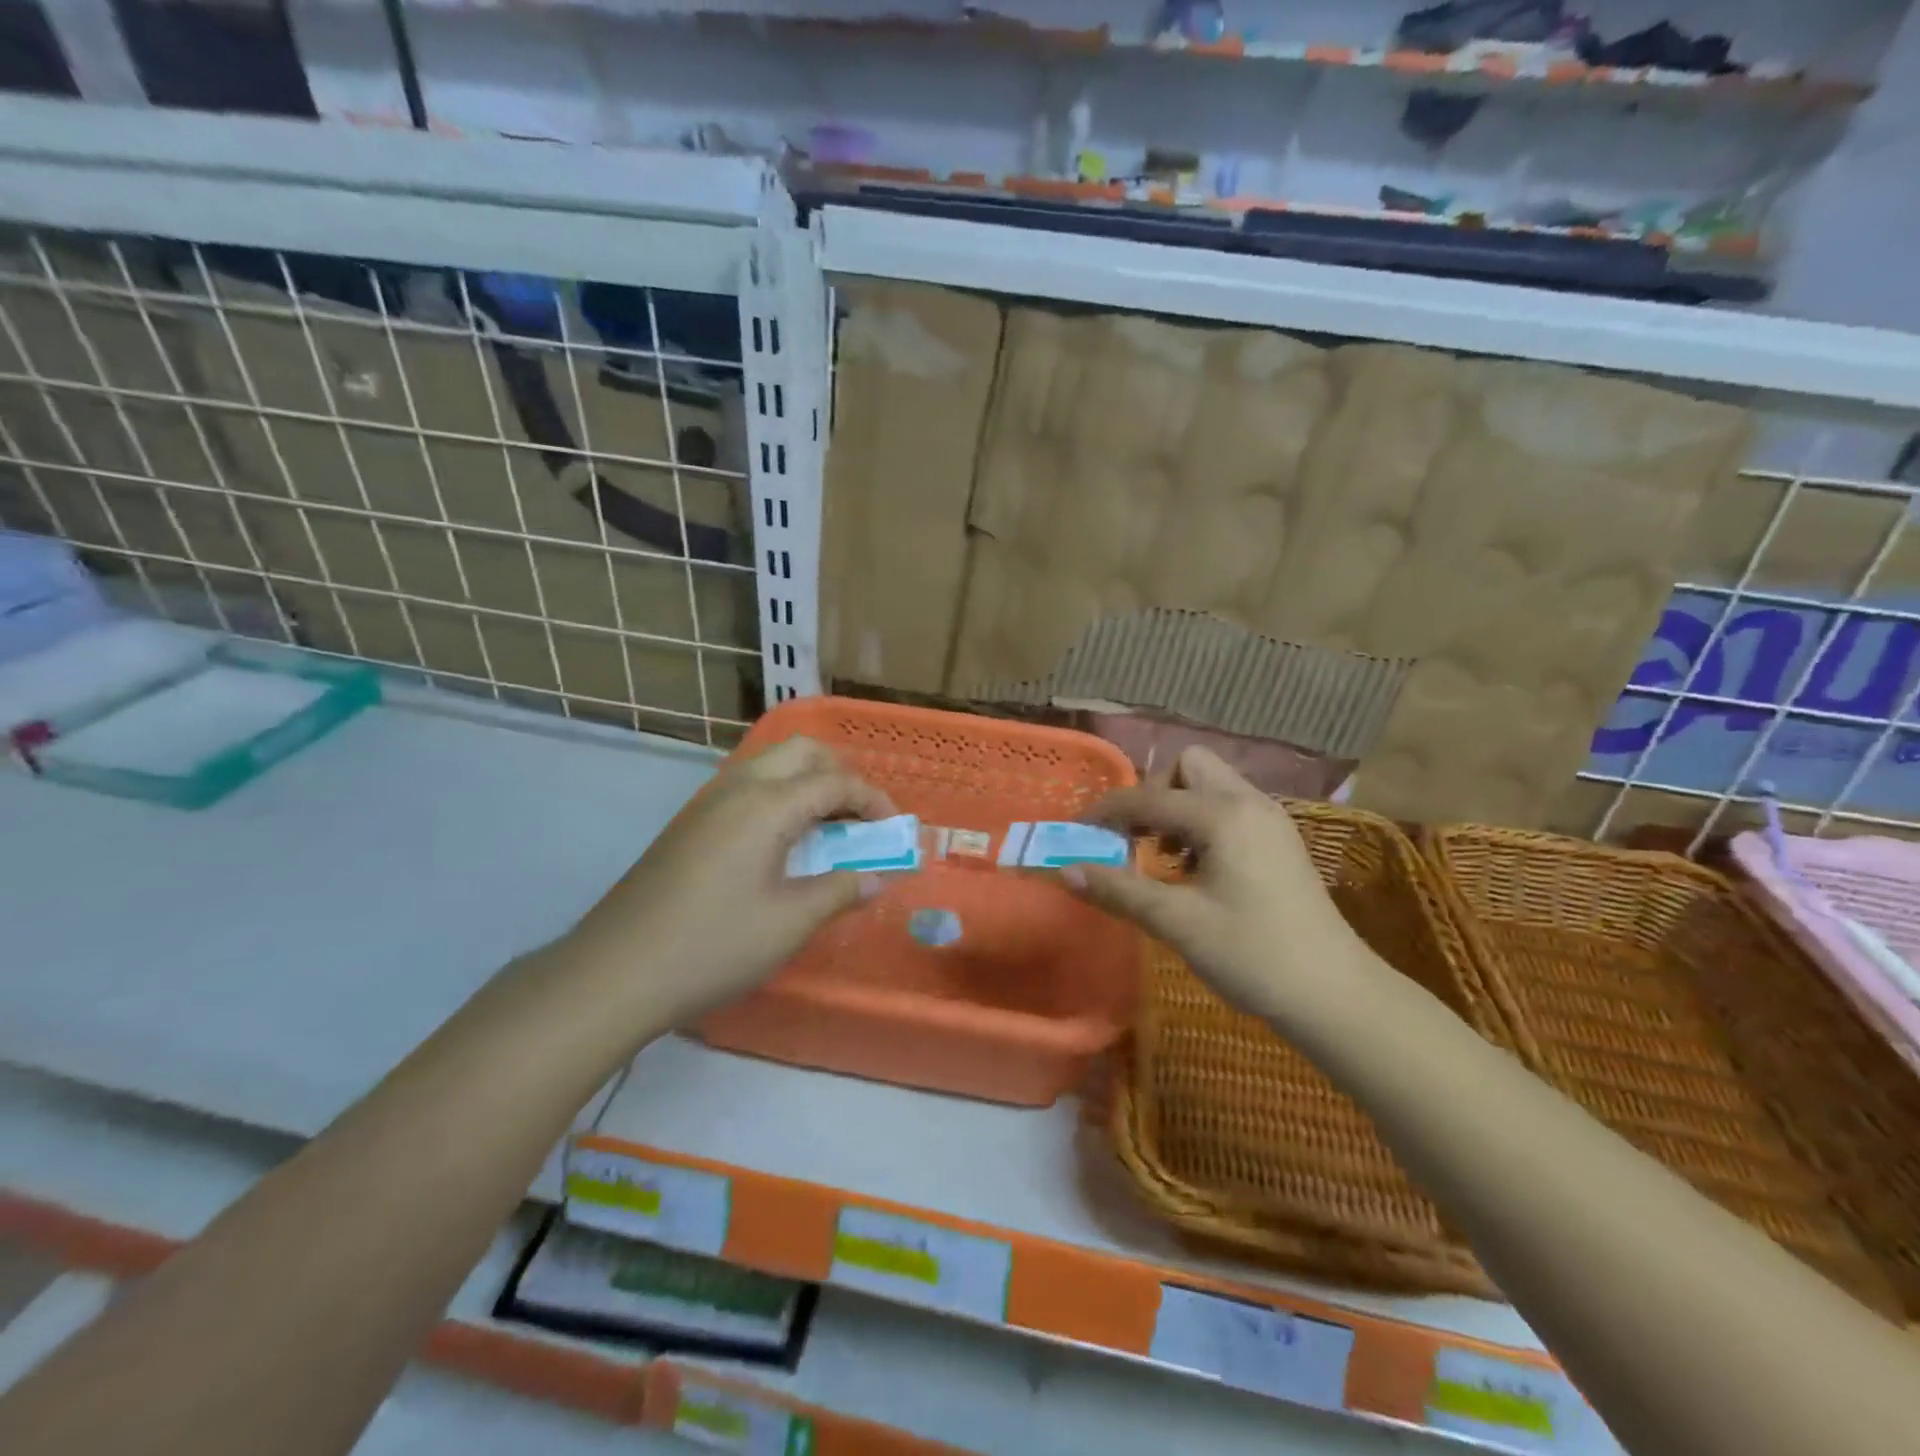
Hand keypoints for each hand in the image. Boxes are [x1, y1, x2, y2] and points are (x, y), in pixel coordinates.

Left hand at [562, 736, 895, 1028]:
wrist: (615, 972)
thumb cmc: (713, 946)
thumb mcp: (789, 923)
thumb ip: (840, 890)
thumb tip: (876, 878)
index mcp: (767, 804)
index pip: (836, 781)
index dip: (874, 800)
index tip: (895, 831)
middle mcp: (738, 788)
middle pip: (802, 753)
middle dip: (842, 776)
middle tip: (861, 819)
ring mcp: (708, 803)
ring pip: (772, 766)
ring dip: (809, 784)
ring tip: (830, 829)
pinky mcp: (690, 824)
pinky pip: (749, 789)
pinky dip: (781, 799)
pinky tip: (784, 843)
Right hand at [1071, 747, 1370, 1021]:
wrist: (1336, 996)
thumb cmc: (1254, 956)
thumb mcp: (1178, 922)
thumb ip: (1119, 890)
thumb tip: (1065, 871)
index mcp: (1224, 815)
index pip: (1148, 797)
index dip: (1105, 812)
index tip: (1076, 832)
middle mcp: (1249, 803)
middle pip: (1188, 765)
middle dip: (1153, 793)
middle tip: (1135, 838)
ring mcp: (1270, 820)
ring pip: (1211, 785)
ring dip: (1177, 809)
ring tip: (1162, 857)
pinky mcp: (1279, 841)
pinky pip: (1229, 809)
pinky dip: (1201, 823)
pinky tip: (1195, 869)